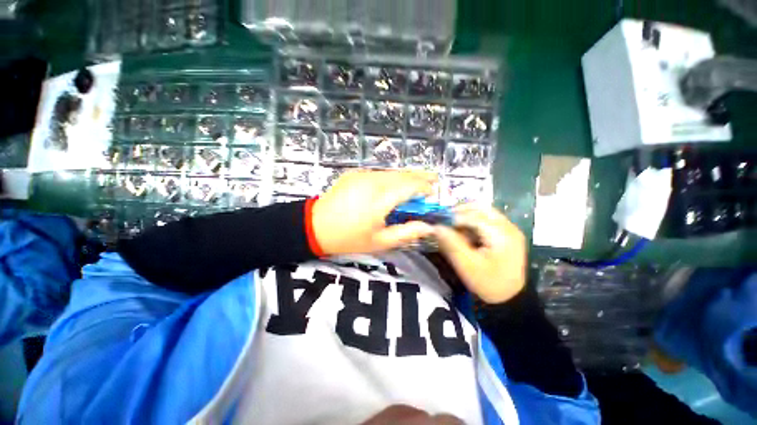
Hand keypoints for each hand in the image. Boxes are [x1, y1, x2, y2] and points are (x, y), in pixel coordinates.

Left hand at [311, 170, 436, 255]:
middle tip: (434, 180)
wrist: (315, 226)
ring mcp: (362, 174)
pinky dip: (392, 178)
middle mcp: (373, 181)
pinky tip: (394, 186)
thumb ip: (407, 233)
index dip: (425, 188)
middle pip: (403, 174)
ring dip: (406, 177)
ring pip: (392, 172)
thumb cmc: (349, 238)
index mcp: (380, 199)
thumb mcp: (380, 242)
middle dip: (421, 177)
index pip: (410, 186)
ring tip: (417, 183)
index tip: (433, 194)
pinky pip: (380, 173)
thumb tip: (428, 227)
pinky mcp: (355, 173)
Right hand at [433, 205, 526, 303]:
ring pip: (483, 212)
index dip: (453, 217)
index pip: (472, 216)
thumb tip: (435, 227)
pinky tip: (465, 232)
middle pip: (481, 208)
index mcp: (501, 234)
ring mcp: (509, 229)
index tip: (437, 223)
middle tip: (444, 221)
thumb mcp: (467, 265)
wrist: (512, 299)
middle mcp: (508, 227)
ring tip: (453, 226)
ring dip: (466, 216)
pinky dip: (473, 222)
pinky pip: (487, 220)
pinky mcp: (507, 234)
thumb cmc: (488, 283)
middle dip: (460, 212)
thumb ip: (451, 244)